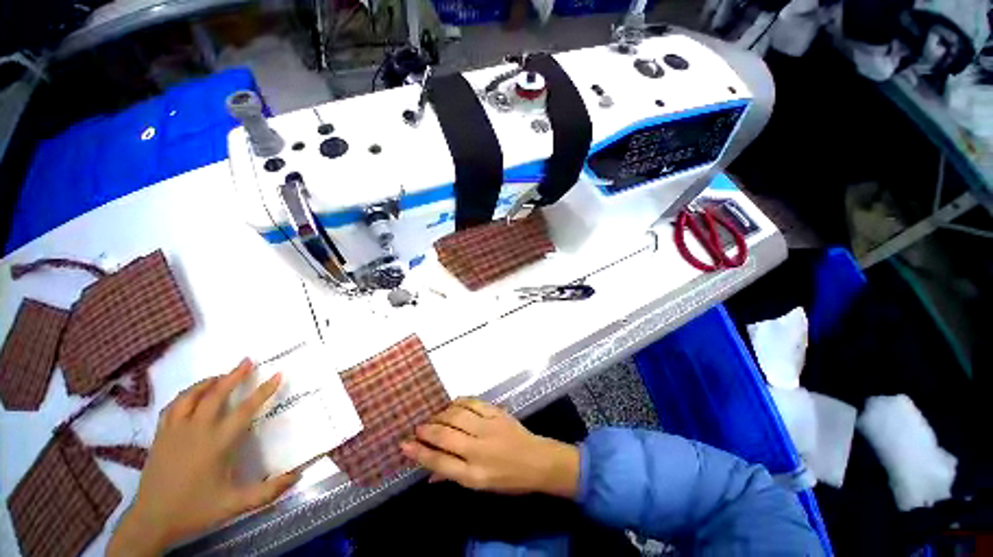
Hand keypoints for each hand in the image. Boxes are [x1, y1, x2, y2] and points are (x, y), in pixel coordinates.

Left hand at [108, 359, 299, 555]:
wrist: (152, 520)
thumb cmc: (196, 510)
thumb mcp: (235, 505)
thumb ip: (268, 491)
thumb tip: (298, 476)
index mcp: (217, 443)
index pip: (245, 410)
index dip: (263, 391)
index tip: (277, 374)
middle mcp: (196, 431)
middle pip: (216, 395)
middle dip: (233, 376)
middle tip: (247, 361)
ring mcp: (175, 431)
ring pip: (190, 396)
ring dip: (207, 382)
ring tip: (220, 375)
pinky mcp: (160, 435)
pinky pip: (173, 406)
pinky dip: (185, 395)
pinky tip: (191, 396)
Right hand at [399, 398, 578, 497]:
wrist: (537, 460)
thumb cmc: (507, 478)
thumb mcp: (479, 486)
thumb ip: (453, 475)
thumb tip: (428, 473)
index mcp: (473, 474)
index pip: (439, 463)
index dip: (419, 452)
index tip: (404, 443)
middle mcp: (479, 450)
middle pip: (445, 435)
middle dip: (427, 429)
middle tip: (418, 426)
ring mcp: (489, 428)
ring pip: (457, 415)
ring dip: (442, 414)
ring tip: (435, 416)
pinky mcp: (497, 413)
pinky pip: (473, 403)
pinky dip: (460, 402)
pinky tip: (453, 404)